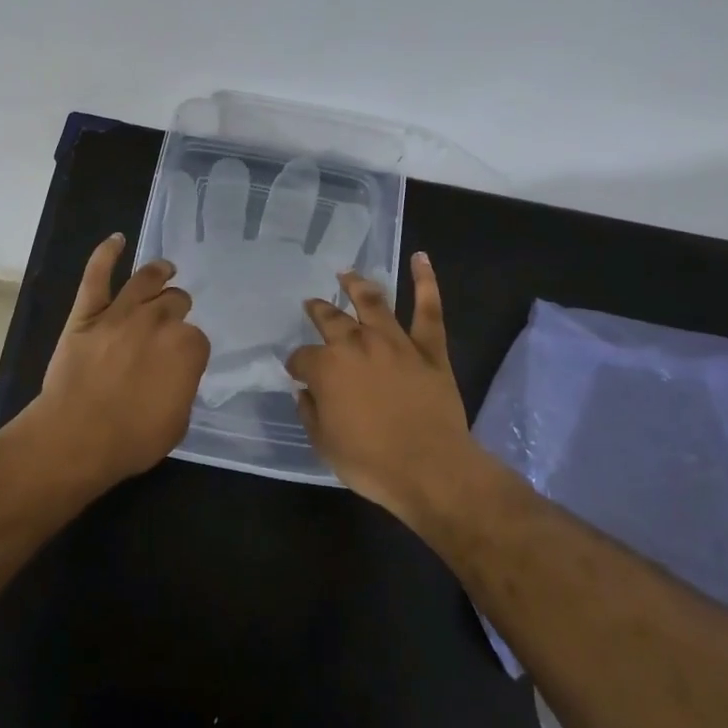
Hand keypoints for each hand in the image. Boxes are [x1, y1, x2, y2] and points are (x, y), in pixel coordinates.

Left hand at [27, 233, 209, 487]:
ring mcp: (122, 312)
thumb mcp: (178, 422)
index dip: (188, 349)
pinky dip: (106, 253)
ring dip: (159, 272)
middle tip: (170, 322)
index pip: (196, 338)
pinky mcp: (88, 312)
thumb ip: (182, 387)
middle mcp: (159, 320)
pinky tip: (117, 240)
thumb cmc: (132, 439)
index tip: (180, 361)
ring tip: (165, 269)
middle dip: (176, 310)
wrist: (77, 437)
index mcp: (187, 347)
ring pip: (146, 280)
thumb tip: (176, 373)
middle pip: (175, 302)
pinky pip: (97, 275)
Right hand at [285, 252, 478, 516]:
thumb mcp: (324, 445)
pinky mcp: (429, 348)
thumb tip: (304, 391)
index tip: (298, 374)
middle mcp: (356, 344)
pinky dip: (425, 281)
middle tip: (313, 304)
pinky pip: (428, 309)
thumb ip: (310, 412)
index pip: (302, 357)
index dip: (297, 365)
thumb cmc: (371, 462)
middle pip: (331, 319)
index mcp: (327, 367)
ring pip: (373, 302)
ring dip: (357, 285)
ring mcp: (395, 341)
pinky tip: (421, 258)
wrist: (430, 468)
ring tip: (347, 273)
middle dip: (318, 310)